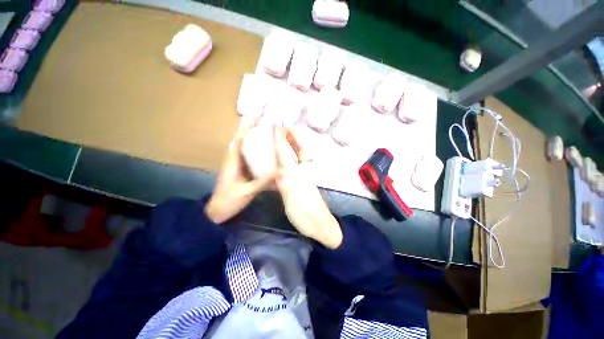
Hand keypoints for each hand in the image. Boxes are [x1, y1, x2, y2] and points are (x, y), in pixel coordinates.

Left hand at [205, 122, 274, 223]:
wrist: (216, 213)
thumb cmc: (228, 201)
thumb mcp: (247, 191)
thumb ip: (263, 182)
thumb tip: (280, 172)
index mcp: (232, 163)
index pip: (238, 142)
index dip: (244, 130)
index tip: (253, 120)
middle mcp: (232, 162)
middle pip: (240, 143)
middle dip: (248, 132)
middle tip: (260, 124)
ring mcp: (235, 167)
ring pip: (242, 150)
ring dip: (250, 140)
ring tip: (262, 134)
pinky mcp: (238, 173)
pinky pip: (245, 159)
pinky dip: (252, 153)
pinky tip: (261, 153)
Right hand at [274, 128, 341, 248]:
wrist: (320, 225)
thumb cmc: (305, 214)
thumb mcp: (292, 200)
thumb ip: (285, 184)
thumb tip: (277, 170)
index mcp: (297, 175)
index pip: (286, 154)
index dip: (281, 140)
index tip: (275, 127)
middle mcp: (302, 172)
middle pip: (299, 150)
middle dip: (294, 137)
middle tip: (286, 128)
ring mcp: (304, 177)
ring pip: (301, 156)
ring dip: (295, 145)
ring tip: (287, 138)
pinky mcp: (304, 183)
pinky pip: (299, 165)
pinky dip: (295, 157)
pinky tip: (288, 158)